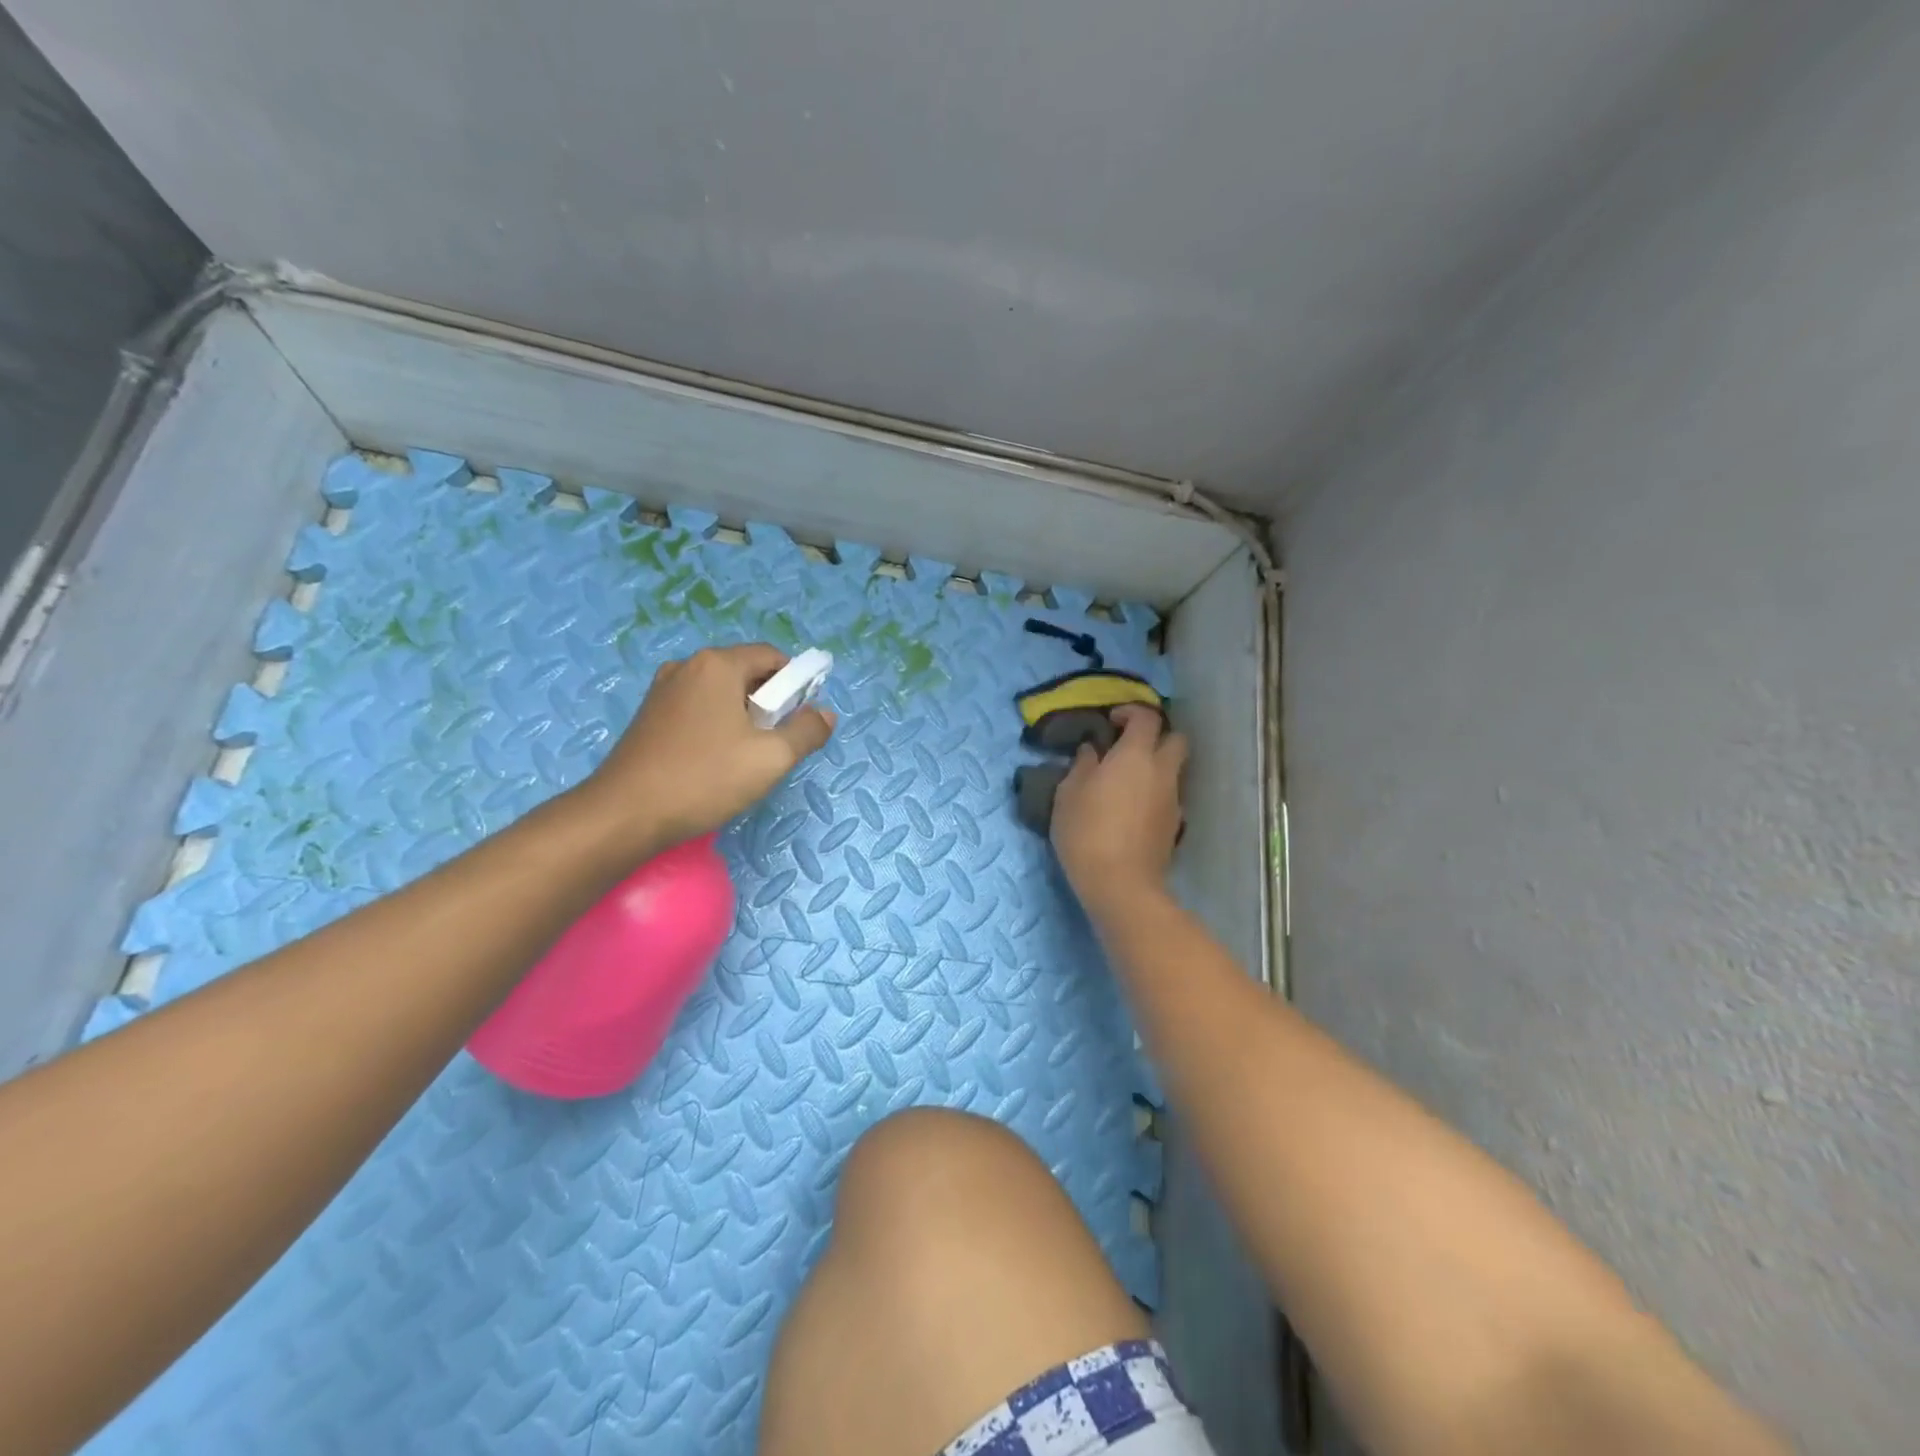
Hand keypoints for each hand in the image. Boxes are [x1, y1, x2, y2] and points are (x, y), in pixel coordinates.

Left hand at [582, 644, 835, 852]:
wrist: (625, 815)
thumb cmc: (704, 778)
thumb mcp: (771, 758)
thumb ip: (807, 732)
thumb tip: (825, 714)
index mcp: (717, 665)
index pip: (772, 657)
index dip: (797, 683)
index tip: (802, 719)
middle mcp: (687, 667)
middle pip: (746, 673)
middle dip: (770, 703)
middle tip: (776, 744)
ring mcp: (663, 691)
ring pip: (721, 694)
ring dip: (743, 718)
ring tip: (746, 758)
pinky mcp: (649, 717)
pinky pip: (698, 710)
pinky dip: (717, 727)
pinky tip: (715, 763)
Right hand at [1050, 705, 1185, 913]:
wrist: (1121, 884)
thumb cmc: (1087, 831)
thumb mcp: (1068, 794)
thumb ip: (1082, 765)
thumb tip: (1092, 750)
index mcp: (1136, 755)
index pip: (1147, 717)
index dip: (1131, 712)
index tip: (1111, 722)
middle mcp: (1162, 771)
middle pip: (1175, 739)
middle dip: (1157, 737)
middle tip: (1128, 748)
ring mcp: (1173, 800)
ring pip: (1174, 770)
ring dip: (1156, 768)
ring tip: (1126, 783)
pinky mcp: (1175, 826)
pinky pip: (1169, 797)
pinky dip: (1155, 795)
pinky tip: (1132, 811)